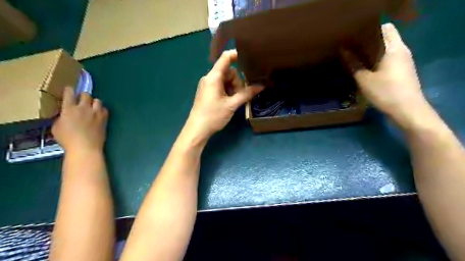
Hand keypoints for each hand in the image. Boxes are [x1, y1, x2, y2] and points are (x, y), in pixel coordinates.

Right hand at [52, 86, 107, 153]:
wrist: (85, 147)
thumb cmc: (68, 140)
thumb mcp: (57, 127)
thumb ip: (61, 117)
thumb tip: (65, 114)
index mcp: (69, 109)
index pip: (69, 93)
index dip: (69, 90)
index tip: (69, 90)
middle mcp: (83, 108)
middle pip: (86, 94)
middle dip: (83, 96)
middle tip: (81, 101)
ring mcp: (96, 113)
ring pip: (97, 100)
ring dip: (94, 102)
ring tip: (91, 107)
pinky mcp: (104, 118)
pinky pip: (105, 109)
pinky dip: (101, 110)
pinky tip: (98, 114)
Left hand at [183, 49, 262, 142]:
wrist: (197, 129)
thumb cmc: (213, 116)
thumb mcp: (232, 105)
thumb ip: (246, 94)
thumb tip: (261, 86)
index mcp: (213, 77)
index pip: (225, 58)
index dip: (237, 55)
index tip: (249, 58)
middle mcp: (209, 78)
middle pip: (228, 72)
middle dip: (237, 81)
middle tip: (239, 95)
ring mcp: (208, 85)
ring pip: (225, 80)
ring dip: (233, 88)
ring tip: (234, 101)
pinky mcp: (208, 92)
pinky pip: (220, 86)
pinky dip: (228, 91)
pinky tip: (229, 101)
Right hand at [341, 22, 428, 128]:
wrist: (407, 110)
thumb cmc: (385, 92)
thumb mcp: (364, 79)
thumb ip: (354, 64)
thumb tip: (343, 50)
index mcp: (394, 48)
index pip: (385, 28)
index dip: (370, 30)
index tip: (355, 37)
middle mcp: (402, 51)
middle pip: (385, 39)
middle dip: (368, 42)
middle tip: (351, 48)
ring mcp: (404, 62)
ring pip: (386, 50)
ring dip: (371, 53)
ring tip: (355, 58)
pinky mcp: (402, 71)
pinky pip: (388, 60)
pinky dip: (376, 61)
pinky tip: (365, 69)